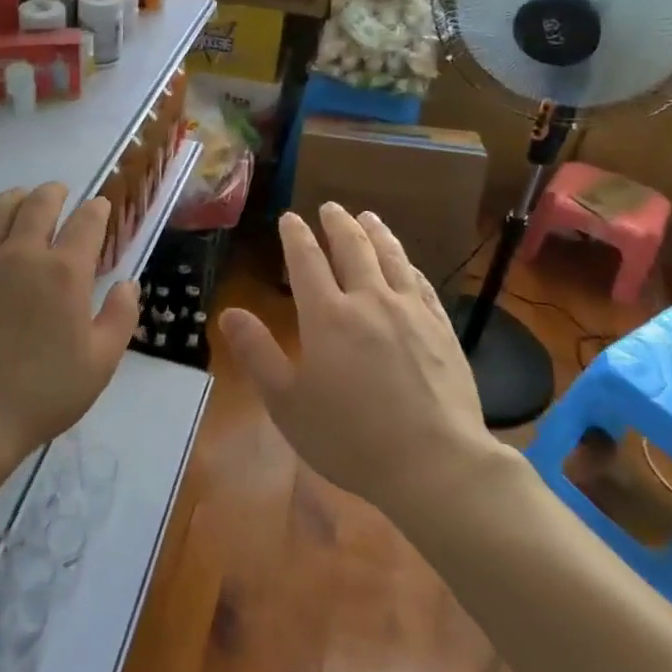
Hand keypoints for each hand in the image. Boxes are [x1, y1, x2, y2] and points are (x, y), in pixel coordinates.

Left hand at [0, 182, 139, 458]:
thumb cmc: (42, 393)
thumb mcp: (100, 363)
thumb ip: (120, 317)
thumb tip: (127, 283)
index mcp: (64, 273)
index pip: (86, 223)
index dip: (96, 210)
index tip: (99, 207)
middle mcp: (23, 253)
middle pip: (40, 204)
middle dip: (56, 193)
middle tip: (61, 193)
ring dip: (18, 197)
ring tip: (23, 199)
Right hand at [219, 204, 503, 514]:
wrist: (434, 464)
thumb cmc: (350, 438)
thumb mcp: (287, 403)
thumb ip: (257, 353)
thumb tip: (229, 312)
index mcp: (327, 316)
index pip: (306, 261)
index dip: (295, 236)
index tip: (289, 218)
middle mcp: (369, 301)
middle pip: (353, 248)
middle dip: (337, 224)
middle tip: (330, 207)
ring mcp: (411, 312)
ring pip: (391, 258)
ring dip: (376, 233)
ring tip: (368, 217)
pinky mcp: (442, 329)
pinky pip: (422, 284)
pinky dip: (408, 266)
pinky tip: (407, 264)